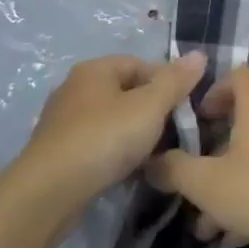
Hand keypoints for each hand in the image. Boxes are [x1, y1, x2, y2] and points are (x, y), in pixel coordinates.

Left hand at [21, 52, 205, 207]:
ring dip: (134, 136)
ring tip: (154, 156)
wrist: (49, 193)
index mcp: (95, 70)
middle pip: (126, 92)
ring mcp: (64, 122)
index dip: (167, 82)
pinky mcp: (59, 153)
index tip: (185, 109)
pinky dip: (115, 154)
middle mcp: (76, 89)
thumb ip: (175, 81)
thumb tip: (199, 54)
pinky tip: (128, 172)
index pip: (140, 64)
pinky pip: (97, 145)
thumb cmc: (103, 139)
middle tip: (174, 134)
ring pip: (112, 121)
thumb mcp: (149, 107)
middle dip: (152, 112)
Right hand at [146, 66, 248, 247]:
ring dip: (232, 184)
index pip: (239, 75)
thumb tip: (150, 161)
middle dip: (216, 153)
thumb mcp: (206, 183)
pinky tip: (238, 237)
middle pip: (246, 122)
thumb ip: (174, 170)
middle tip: (195, 179)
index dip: (215, 90)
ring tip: (208, 227)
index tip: (198, 118)